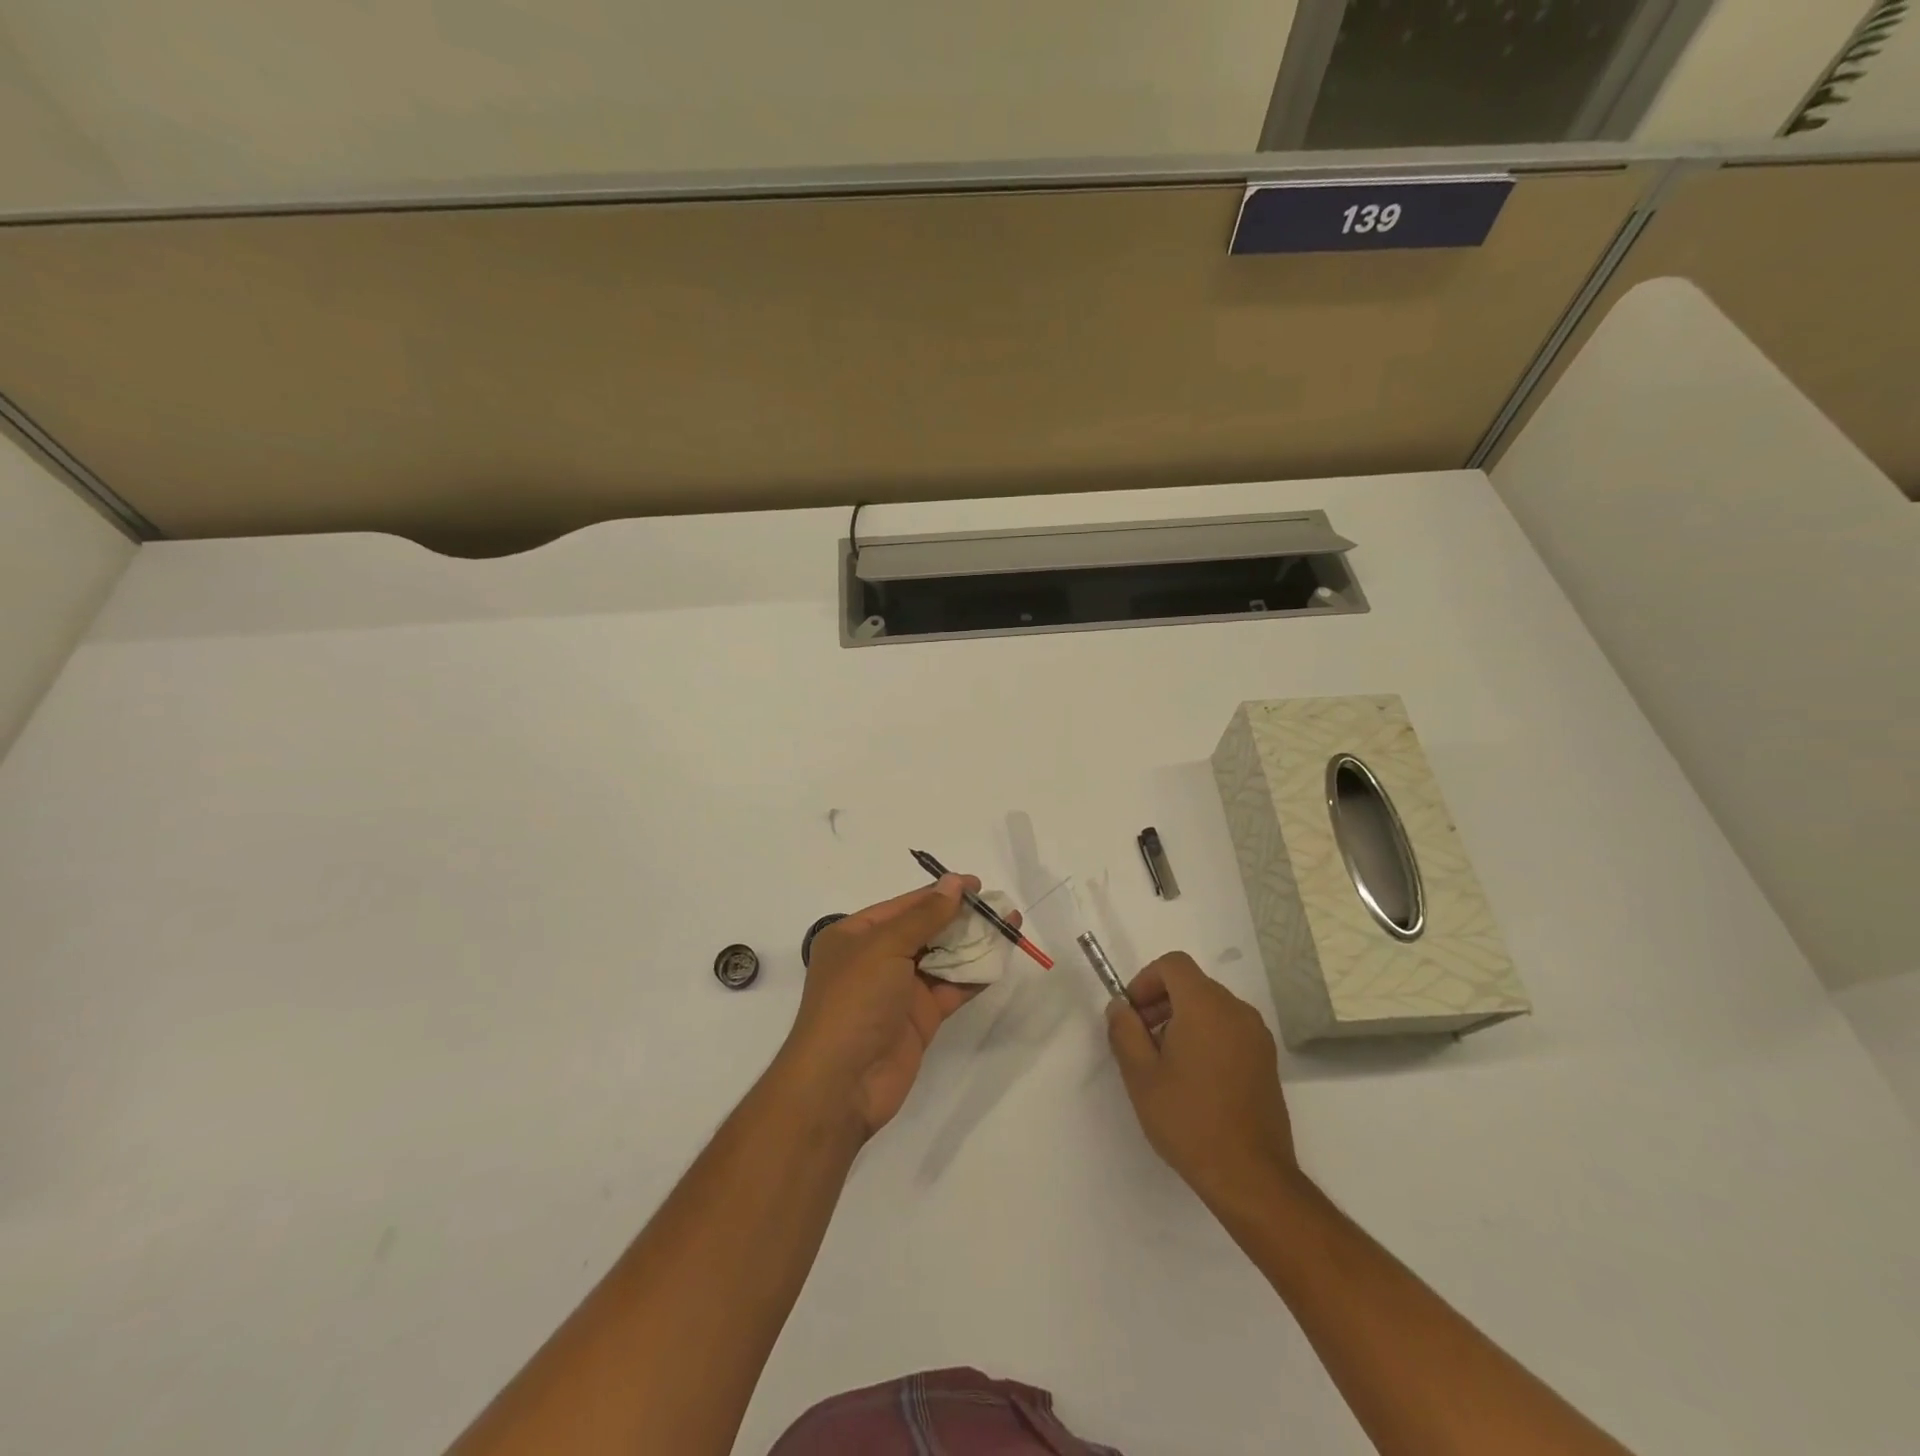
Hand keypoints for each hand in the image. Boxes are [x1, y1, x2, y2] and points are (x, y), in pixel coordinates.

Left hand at [782, 876, 1012, 1138]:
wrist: (842, 1083)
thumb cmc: (854, 1001)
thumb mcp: (885, 947)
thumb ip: (924, 915)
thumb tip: (954, 883)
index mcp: (855, 935)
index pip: (904, 905)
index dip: (940, 892)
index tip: (977, 884)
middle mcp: (875, 959)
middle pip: (925, 929)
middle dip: (961, 917)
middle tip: (1000, 907)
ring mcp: (899, 990)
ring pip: (942, 958)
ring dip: (973, 944)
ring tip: (1009, 926)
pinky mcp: (919, 1018)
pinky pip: (951, 988)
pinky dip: (974, 975)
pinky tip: (999, 960)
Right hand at [1107, 952, 1300, 1206]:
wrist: (1250, 1176)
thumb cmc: (1188, 1120)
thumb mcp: (1140, 1075)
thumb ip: (1124, 1030)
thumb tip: (1120, 1006)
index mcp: (1205, 1006)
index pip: (1173, 965)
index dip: (1146, 980)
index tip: (1132, 1014)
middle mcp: (1236, 1010)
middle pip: (1192, 984)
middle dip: (1160, 1001)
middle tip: (1140, 1040)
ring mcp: (1256, 1036)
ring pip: (1211, 1007)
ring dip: (1182, 1020)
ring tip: (1164, 1063)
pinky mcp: (1267, 1060)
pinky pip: (1229, 1029)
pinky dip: (1206, 1036)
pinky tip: (1193, 1079)